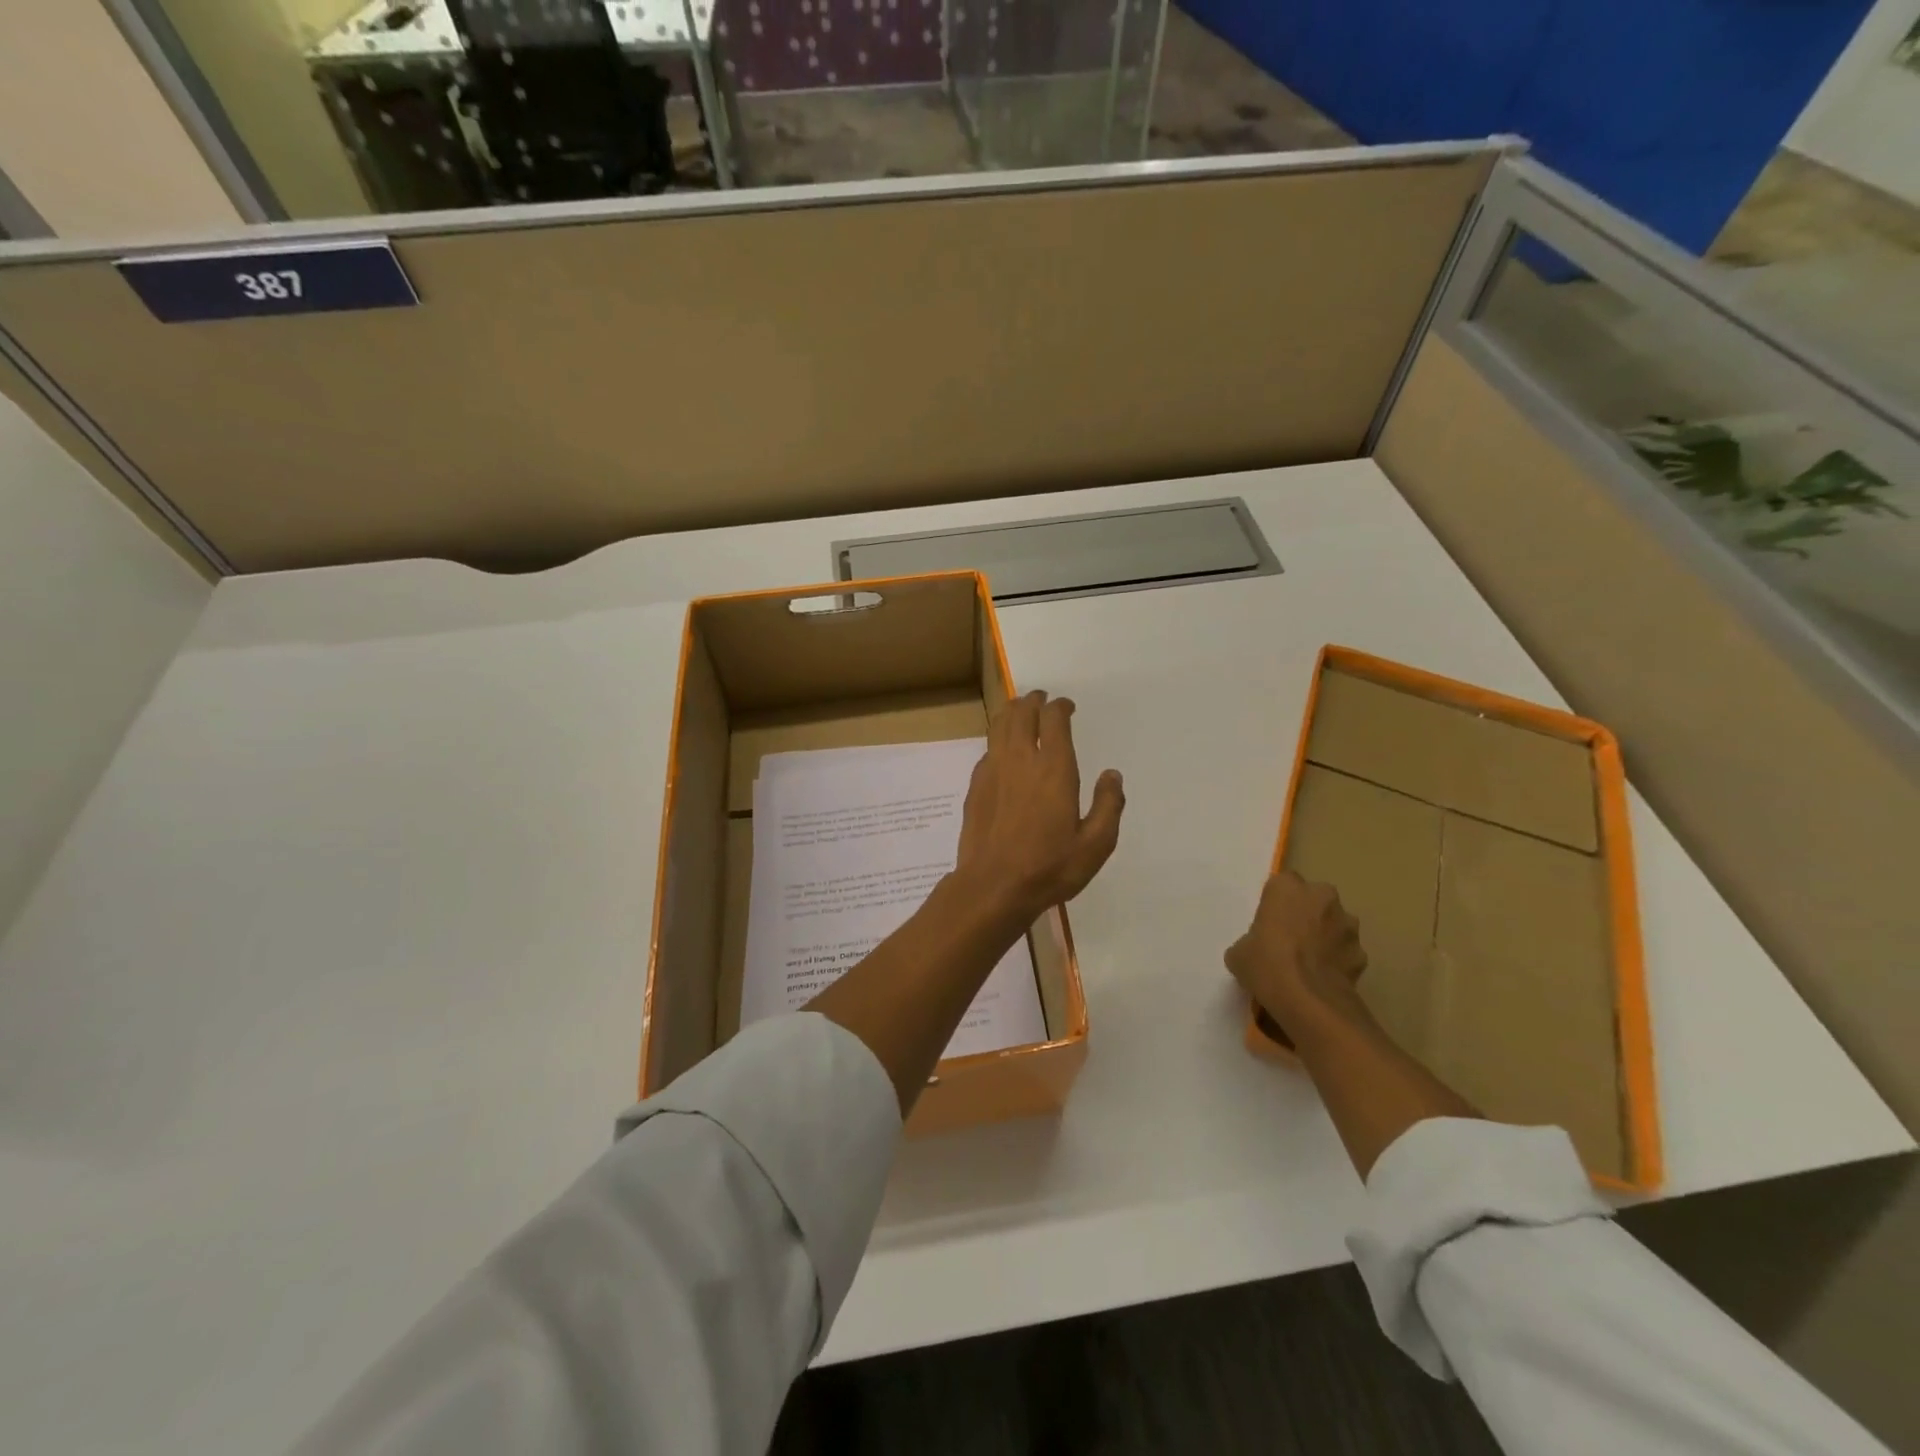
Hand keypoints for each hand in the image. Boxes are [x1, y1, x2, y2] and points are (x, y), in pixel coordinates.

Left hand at [954, 691, 1124, 921]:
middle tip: (1041, 700)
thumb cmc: (1050, 867)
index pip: (1053, 719)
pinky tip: (1002, 751)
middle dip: (1033, 701)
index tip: (1066, 707)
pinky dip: (997, 739)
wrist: (993, 887)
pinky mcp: (975, 786)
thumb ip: (1109, 805)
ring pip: (999, 726)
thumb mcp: (1095, 844)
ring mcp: (993, 771)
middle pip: (1022, 713)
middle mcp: (1021, 760)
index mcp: (1054, 769)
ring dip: (1011, 712)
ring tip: (1020, 711)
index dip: (1060, 707)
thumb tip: (1112, 775)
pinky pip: (987, 749)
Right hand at [1224, 871, 1367, 1037]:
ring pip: (1335, 924)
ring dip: (1326, 936)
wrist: (1309, 1002)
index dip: (1276, 903)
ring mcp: (1347, 924)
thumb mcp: (1239, 952)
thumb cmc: (1267, 965)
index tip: (1269, 922)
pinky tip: (1324, 980)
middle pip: (1314, 899)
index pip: (1282, 884)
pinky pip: (1346, 951)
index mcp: (1287, 888)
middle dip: (1306, 914)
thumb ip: (1251, 940)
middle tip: (1290, 939)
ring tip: (1309, 963)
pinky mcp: (1362, 953)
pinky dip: (1338, 961)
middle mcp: (1322, 896)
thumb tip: (1257, 950)